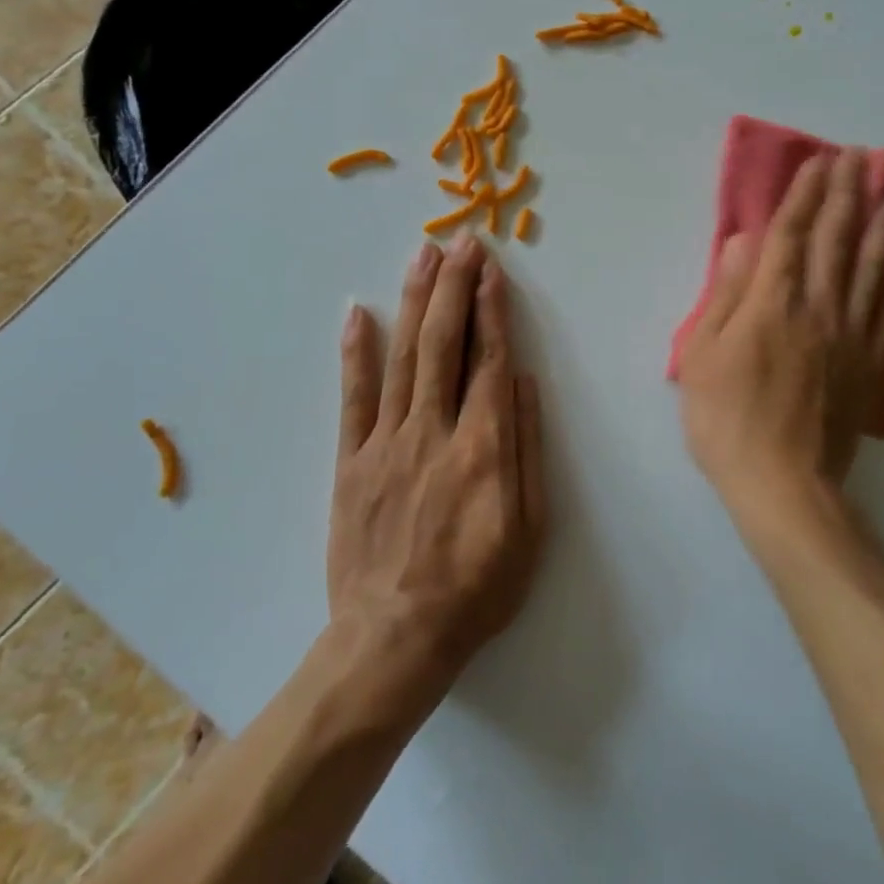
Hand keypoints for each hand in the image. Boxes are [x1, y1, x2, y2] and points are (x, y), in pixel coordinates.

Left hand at [328, 234, 546, 689]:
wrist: (394, 640)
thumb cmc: (477, 588)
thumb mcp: (531, 528)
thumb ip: (528, 448)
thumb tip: (524, 382)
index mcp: (484, 446)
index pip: (490, 359)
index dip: (492, 309)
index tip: (492, 269)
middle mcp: (435, 430)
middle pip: (444, 344)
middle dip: (455, 287)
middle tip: (461, 242)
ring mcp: (387, 443)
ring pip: (403, 357)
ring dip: (415, 301)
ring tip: (423, 255)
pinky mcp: (352, 462)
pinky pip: (353, 398)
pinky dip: (356, 352)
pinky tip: (360, 312)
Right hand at [677, 149, 883, 521]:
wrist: (785, 486)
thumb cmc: (728, 421)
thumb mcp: (703, 356)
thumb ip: (727, 295)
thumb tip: (744, 241)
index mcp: (774, 303)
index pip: (792, 235)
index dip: (805, 195)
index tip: (820, 161)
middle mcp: (819, 308)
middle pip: (837, 239)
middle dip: (848, 193)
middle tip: (862, 156)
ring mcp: (851, 335)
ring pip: (871, 266)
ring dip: (883, 223)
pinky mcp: (870, 363)